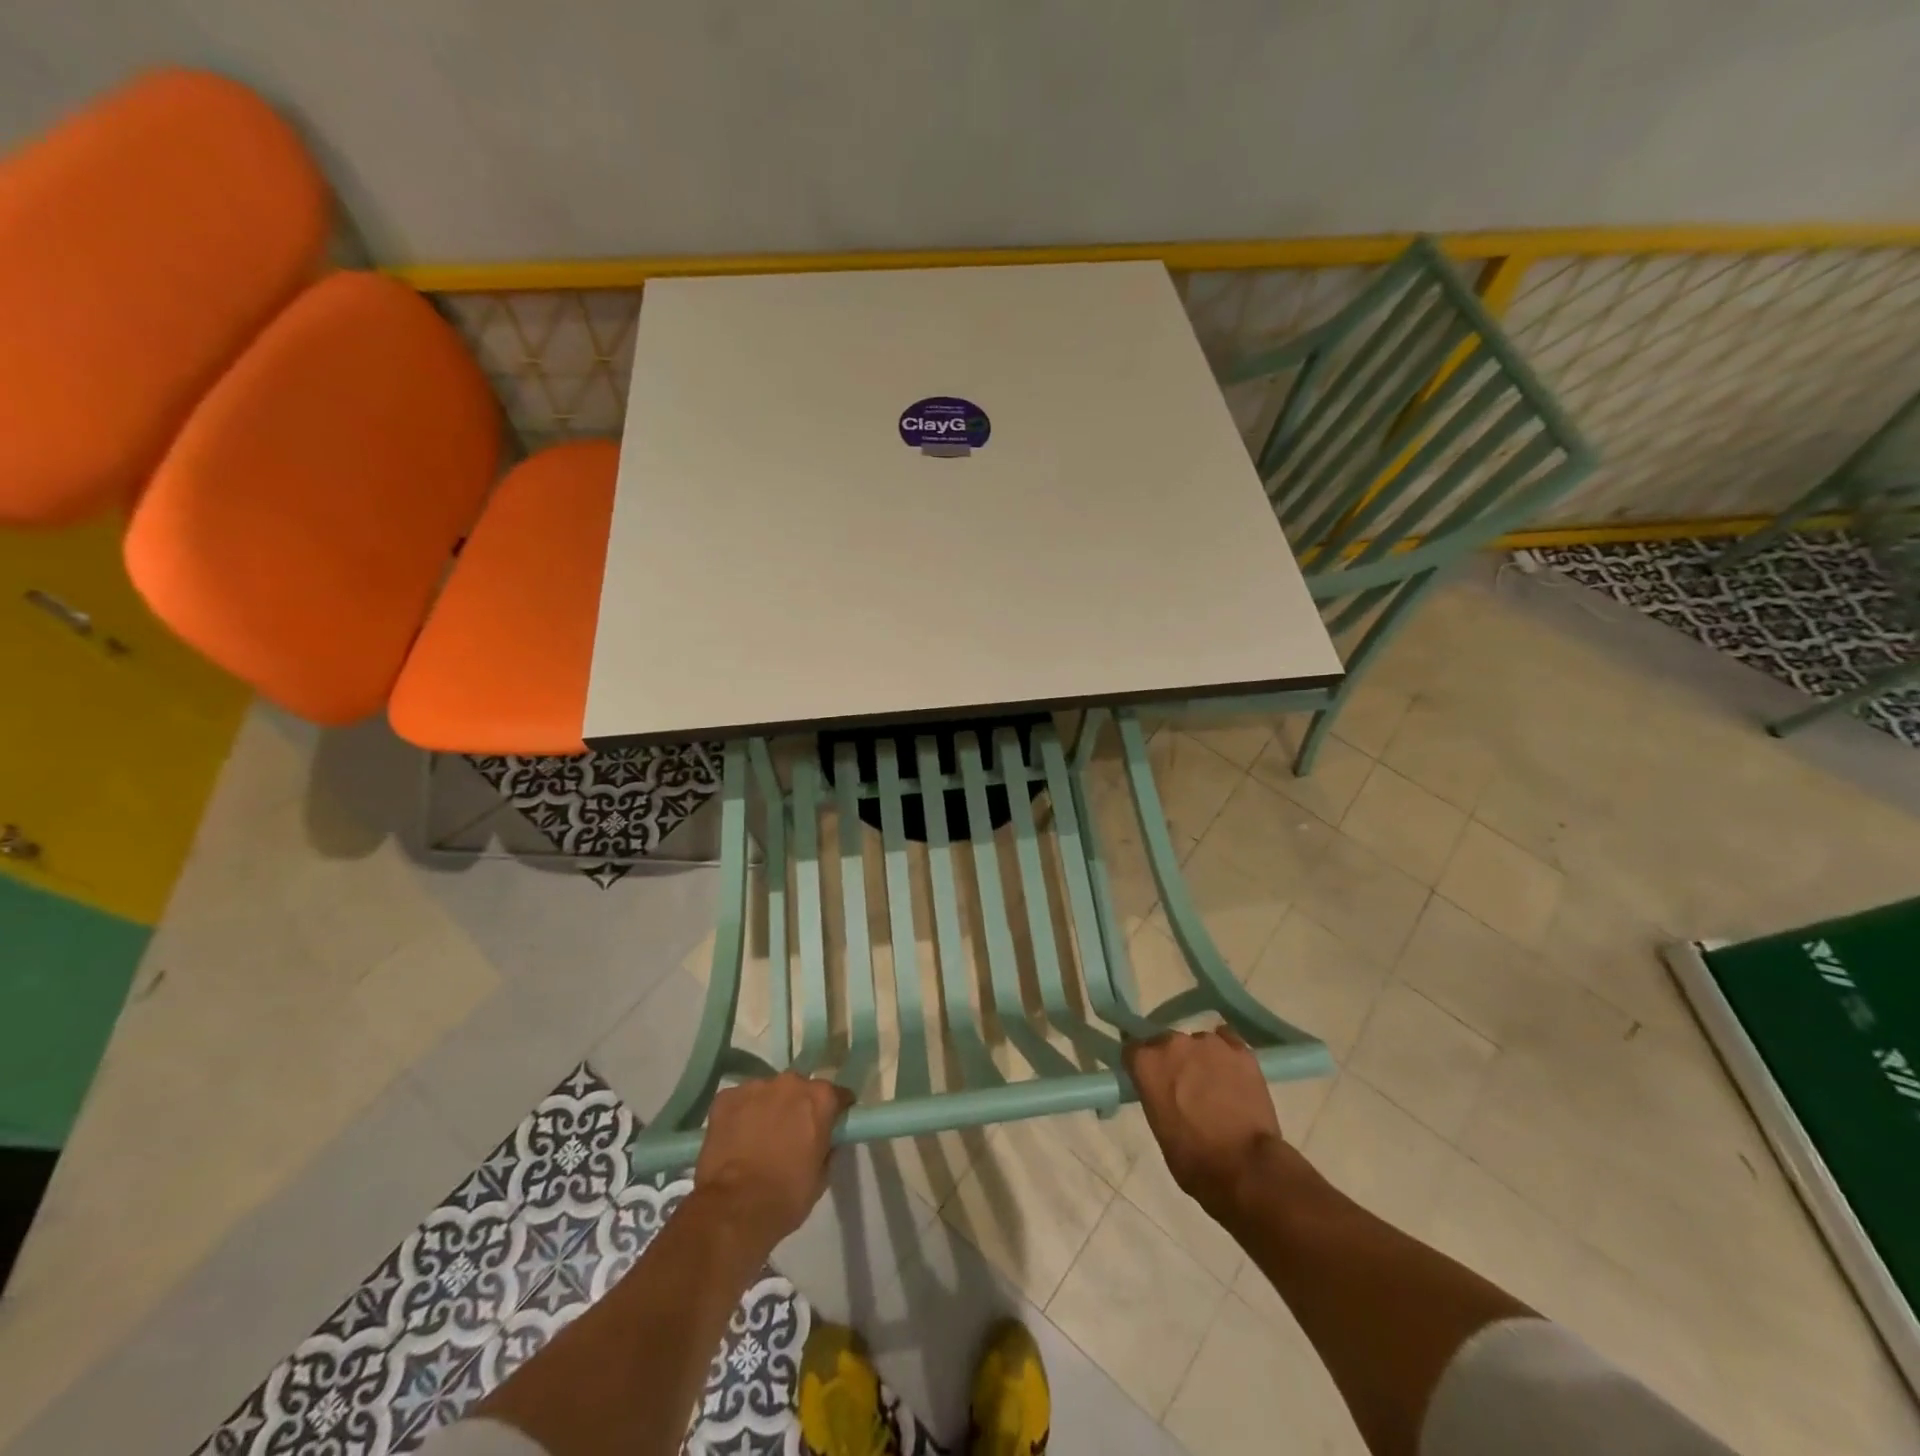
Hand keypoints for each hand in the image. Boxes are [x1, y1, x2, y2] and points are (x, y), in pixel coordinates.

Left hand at [692, 1072, 854, 1251]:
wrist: (734, 1209)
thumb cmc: (786, 1196)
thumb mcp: (821, 1176)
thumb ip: (827, 1147)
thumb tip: (824, 1139)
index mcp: (820, 1098)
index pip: (837, 1095)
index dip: (834, 1111)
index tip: (829, 1125)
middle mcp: (791, 1083)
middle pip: (799, 1089)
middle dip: (797, 1106)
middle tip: (791, 1134)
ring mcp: (755, 1087)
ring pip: (767, 1093)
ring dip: (768, 1108)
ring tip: (758, 1138)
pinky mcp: (726, 1098)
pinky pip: (739, 1101)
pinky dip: (740, 1115)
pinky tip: (735, 1139)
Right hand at [1124, 1027, 1286, 1220]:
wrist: (1246, 1168)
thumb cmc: (1193, 1158)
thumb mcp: (1158, 1125)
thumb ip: (1155, 1093)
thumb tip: (1164, 1089)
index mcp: (1147, 1062)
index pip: (1134, 1050)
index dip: (1143, 1066)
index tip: (1150, 1080)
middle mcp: (1174, 1043)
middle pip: (1166, 1043)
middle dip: (1172, 1061)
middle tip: (1184, 1087)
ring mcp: (1210, 1043)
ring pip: (1199, 1043)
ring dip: (1201, 1059)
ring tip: (1215, 1086)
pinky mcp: (1241, 1051)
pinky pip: (1228, 1041)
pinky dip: (1227, 1055)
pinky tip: (1232, 1074)